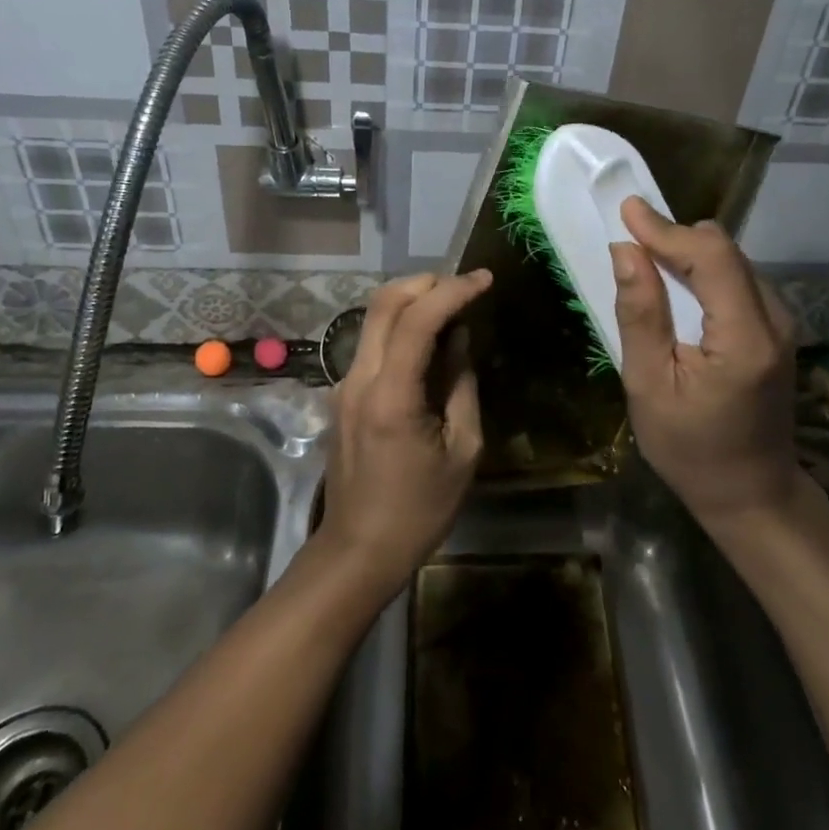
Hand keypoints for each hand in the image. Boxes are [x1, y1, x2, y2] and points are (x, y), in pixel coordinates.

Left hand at [320, 270, 491, 589]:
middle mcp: (360, 379)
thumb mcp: (462, 451)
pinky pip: (373, 342)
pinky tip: (430, 340)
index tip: (485, 279)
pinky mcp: (343, 394)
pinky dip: (402, 325)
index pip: (417, 320)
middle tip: (466, 286)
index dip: (453, 290)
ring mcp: (345, 384)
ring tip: (453, 306)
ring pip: (374, 317)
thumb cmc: (419, 510)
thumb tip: (460, 338)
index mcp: (391, 396)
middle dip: (427, 282)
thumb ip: (462, 386)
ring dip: (413, 300)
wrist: (357, 550)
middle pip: (384, 303)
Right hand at [609, 198, 801, 525]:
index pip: (711, 257)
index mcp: (744, 338)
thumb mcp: (649, 387)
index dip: (666, 228)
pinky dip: (705, 271)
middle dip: (676, 237)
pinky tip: (678, 287)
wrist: (752, 494)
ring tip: (648, 260)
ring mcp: (783, 324)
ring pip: (734, 260)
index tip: (626, 210)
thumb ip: (640, 315)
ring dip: (689, 253)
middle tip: (631, 238)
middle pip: (726, 251)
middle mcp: (775, 320)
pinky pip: (739, 279)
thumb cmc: (690, 450)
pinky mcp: (778, 330)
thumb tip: (626, 251)